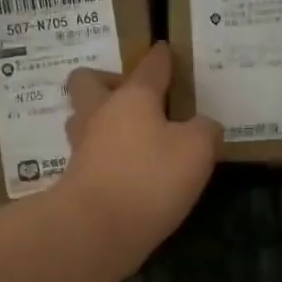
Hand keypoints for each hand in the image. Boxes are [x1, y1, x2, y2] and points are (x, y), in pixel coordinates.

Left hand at [61, 44, 219, 255]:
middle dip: (106, 82)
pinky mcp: (76, 179)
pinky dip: (107, 157)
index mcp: (132, 97)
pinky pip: (91, 155)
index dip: (161, 58)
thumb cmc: (149, 178)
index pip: (149, 66)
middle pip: (88, 82)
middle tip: (134, 98)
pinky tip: (128, 170)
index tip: (165, 51)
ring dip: (103, 122)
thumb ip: (204, 130)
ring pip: (84, 120)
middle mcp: (100, 114)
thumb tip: (203, 126)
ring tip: (133, 136)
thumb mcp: (197, 150)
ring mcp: (82, 147)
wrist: (96, 230)